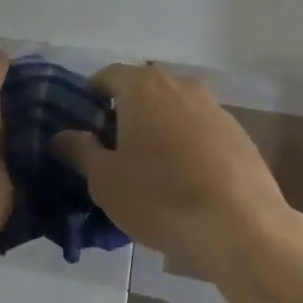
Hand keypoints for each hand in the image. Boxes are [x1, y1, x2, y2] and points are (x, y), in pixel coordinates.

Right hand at [53, 64, 291, 266]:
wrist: (241, 227)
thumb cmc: (160, 198)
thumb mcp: (105, 180)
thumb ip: (80, 150)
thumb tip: (62, 135)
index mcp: (143, 88)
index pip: (108, 76)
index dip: (91, 97)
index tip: (84, 127)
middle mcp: (181, 86)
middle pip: (143, 89)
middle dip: (125, 112)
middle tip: (112, 150)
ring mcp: (215, 108)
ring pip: (174, 109)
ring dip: (157, 128)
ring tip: (149, 168)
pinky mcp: (238, 134)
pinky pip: (200, 129)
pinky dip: (185, 143)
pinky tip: (184, 179)